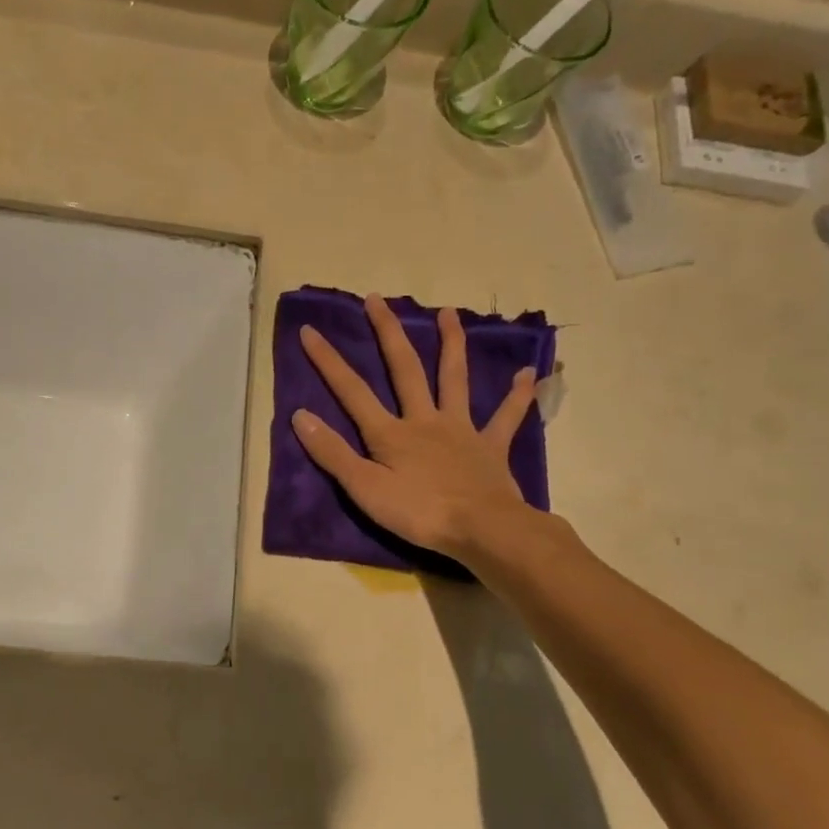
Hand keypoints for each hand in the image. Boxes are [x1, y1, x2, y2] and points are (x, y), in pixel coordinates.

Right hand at [293, 294, 542, 563]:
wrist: (482, 529)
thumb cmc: (418, 513)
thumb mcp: (364, 489)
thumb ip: (332, 452)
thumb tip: (300, 415)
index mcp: (390, 433)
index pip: (352, 391)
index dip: (328, 361)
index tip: (311, 330)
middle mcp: (425, 420)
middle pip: (405, 369)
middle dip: (387, 332)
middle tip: (377, 299)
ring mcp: (461, 430)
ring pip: (454, 379)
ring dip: (451, 344)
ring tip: (448, 313)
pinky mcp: (491, 447)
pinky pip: (507, 417)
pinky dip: (518, 396)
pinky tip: (528, 374)